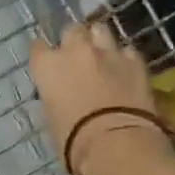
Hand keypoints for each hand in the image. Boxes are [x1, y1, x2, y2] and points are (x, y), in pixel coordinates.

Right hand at [29, 21, 170, 174]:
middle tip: (76, 59)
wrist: (116, 144)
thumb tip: (60, 94)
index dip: (44, 57)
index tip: (47, 66)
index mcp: (48, 66)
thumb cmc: (73, 141)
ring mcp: (108, 52)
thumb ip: (54, 97)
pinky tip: (125, 73)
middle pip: (71, 31)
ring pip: (100, 30)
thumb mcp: (51, 119)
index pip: (38, 48)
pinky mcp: (136, 61)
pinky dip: (124, 60)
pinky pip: (127, 51)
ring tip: (102, 58)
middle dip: (73, 42)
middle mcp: (75, 50)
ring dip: (99, 42)